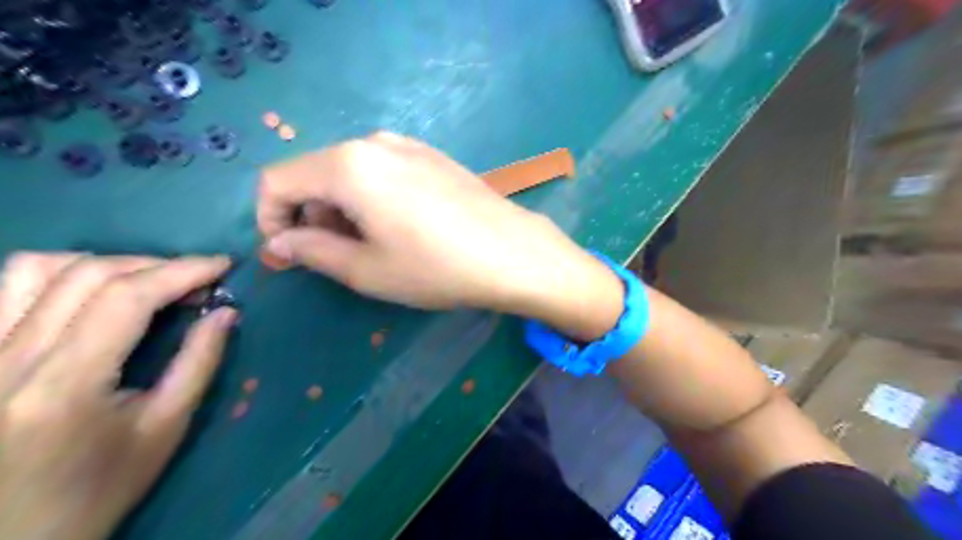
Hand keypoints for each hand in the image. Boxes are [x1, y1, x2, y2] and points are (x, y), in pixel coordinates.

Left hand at [0, 253, 234, 539]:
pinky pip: (7, 287)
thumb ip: (198, 363)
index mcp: (64, 385)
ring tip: (146, 280)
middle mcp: (6, 360)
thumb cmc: (98, 488)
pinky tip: (92, 290)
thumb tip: (226, 312)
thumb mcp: (165, 430)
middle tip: (196, 278)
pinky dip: (59, 274)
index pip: (127, 297)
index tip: (222, 266)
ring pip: (35, 268)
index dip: (182, 270)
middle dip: (155, 264)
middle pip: (86, 273)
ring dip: (106, 262)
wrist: (11, 535)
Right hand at [256, 132, 616, 327]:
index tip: (286, 256)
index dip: (269, 220)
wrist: (513, 254)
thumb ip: (312, 251)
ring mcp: (409, 145)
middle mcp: (374, 142)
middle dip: (309, 216)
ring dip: (341, 208)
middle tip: (329, 258)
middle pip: (315, 173)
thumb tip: (278, 243)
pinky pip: (382, 170)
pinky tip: (397, 227)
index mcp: (348, 165)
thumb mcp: (366, 270)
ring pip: (350, 172)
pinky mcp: (433, 156)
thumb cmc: (437, 268)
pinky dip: (371, 197)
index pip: (278, 181)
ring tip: (366, 246)